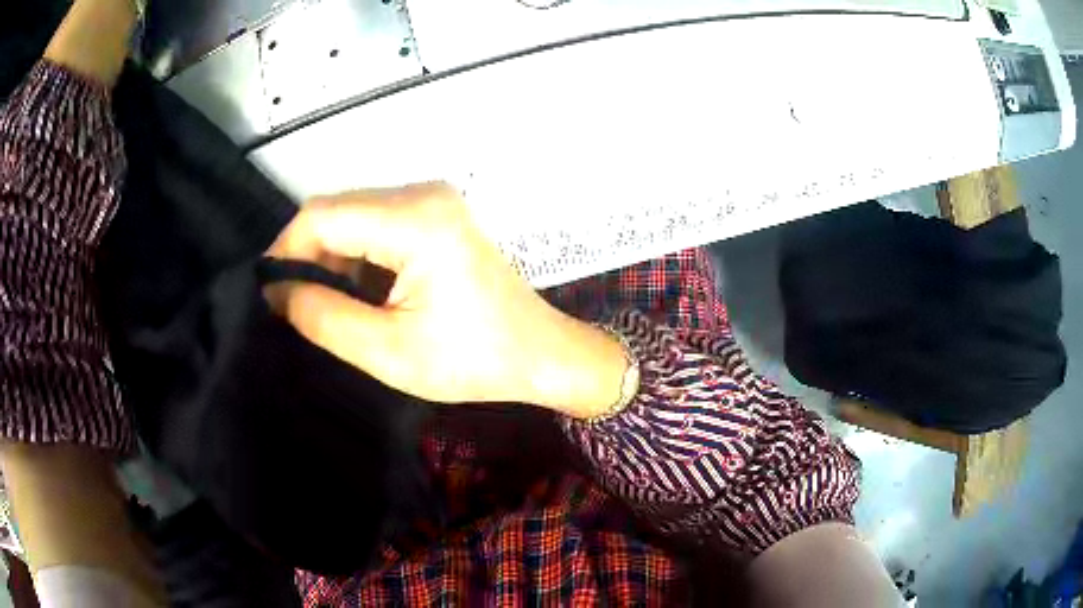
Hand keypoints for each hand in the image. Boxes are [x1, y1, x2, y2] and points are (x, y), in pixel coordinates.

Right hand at [267, 183, 627, 417]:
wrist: (537, 352)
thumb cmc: (472, 360)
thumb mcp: (387, 350)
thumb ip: (323, 317)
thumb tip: (275, 291)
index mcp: (415, 220)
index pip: (323, 215)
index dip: (285, 249)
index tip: (267, 290)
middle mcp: (423, 194)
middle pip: (337, 209)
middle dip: (306, 253)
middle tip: (291, 302)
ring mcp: (432, 199)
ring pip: (354, 215)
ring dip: (331, 256)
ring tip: (324, 304)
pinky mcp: (436, 214)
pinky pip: (376, 222)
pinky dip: (356, 254)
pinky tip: (357, 292)